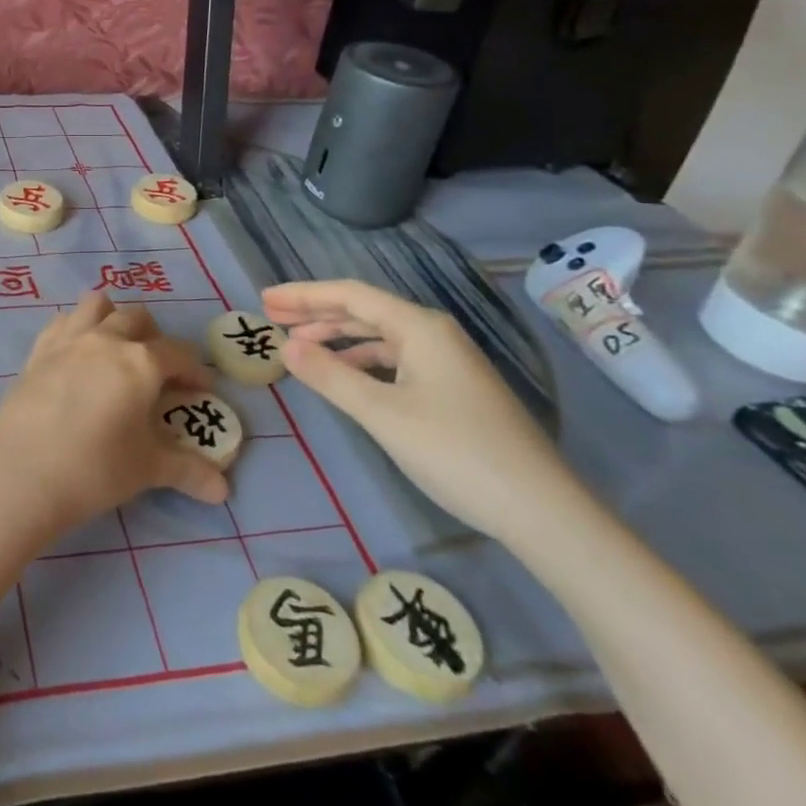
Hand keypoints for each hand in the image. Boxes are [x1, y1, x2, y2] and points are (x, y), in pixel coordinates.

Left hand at [0, 292, 225, 535]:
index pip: (178, 354)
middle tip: (157, 371)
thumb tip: (221, 489)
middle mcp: (106, 339)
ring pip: (97, 305)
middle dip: (154, 338)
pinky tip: (77, 355)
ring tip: (116, 350)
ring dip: (112, 318)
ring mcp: (68, 340)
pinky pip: (62, 321)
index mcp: (140, 362)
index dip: (194, 370)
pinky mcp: (37, 351)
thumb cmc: (94, 469)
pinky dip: (76, 327)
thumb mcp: (146, 470)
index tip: (201, 390)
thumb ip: (187, 471)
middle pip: (137, 318)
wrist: (20, 473)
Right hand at [263, 279, 581, 542]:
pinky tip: (344, 375)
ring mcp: (447, 361)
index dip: (304, 295)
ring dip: (336, 337)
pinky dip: (361, 361)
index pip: (350, 295)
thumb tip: (285, 347)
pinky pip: (394, 359)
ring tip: (297, 346)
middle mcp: (434, 334)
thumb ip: (330, 376)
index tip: (265, 299)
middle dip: (315, 312)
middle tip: (271, 317)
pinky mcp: (452, 388)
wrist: (541, 510)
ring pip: (379, 336)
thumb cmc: (455, 452)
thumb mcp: (382, 414)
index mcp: (419, 327)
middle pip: (364, 311)